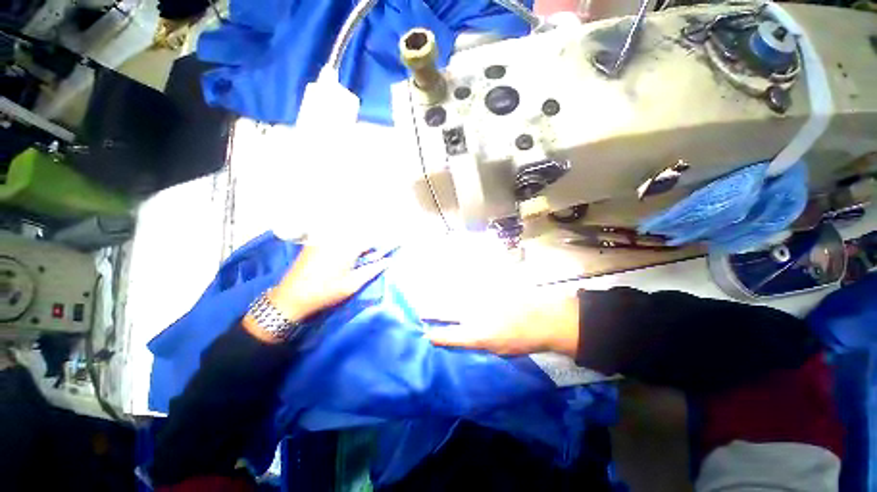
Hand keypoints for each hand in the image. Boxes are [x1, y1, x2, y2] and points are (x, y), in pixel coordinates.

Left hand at [243, 245, 386, 342]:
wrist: (290, 297)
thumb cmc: (325, 292)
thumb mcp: (353, 284)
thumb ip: (373, 269)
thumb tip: (388, 261)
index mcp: (347, 246)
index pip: (372, 239)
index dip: (384, 243)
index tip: (393, 247)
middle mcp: (336, 237)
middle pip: (361, 233)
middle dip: (372, 241)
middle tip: (378, 253)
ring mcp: (324, 238)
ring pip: (349, 233)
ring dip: (360, 240)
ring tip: (365, 253)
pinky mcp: (316, 241)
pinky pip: (336, 235)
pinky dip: (347, 240)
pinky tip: (347, 253)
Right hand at [427, 288, 579, 356]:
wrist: (543, 318)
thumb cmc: (522, 339)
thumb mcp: (497, 349)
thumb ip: (476, 341)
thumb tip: (462, 335)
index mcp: (476, 334)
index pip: (448, 335)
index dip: (435, 335)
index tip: (425, 334)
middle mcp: (474, 314)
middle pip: (445, 310)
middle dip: (429, 310)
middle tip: (419, 310)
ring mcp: (480, 297)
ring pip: (454, 294)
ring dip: (440, 296)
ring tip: (428, 296)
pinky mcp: (487, 286)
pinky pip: (468, 284)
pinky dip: (457, 285)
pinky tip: (450, 284)